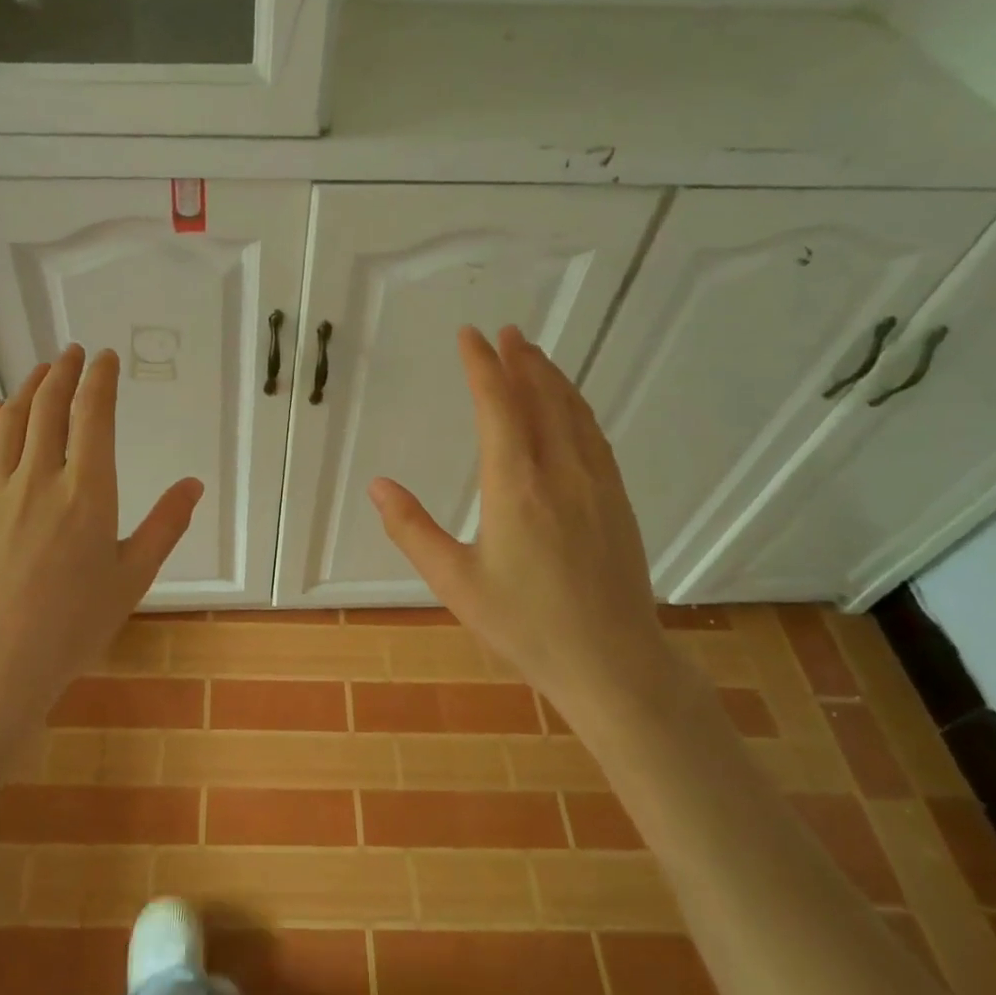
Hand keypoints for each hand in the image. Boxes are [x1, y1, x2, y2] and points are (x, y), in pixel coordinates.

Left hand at [0, 345, 202, 799]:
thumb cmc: (75, 624)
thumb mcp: (133, 577)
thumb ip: (165, 525)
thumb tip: (193, 483)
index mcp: (88, 493)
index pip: (93, 415)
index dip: (100, 379)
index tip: (105, 358)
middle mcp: (39, 478)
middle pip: (48, 406)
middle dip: (63, 372)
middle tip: (73, 353)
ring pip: (9, 421)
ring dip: (27, 389)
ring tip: (40, 373)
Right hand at [368, 325, 671, 713]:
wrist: (613, 662)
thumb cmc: (526, 625)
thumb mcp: (454, 583)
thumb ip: (412, 530)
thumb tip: (378, 486)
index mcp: (516, 488)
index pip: (499, 407)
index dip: (482, 367)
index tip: (469, 335)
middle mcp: (561, 473)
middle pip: (541, 398)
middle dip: (519, 360)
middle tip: (503, 332)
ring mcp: (597, 484)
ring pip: (573, 412)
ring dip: (550, 377)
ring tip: (532, 353)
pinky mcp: (617, 500)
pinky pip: (594, 435)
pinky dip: (576, 406)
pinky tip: (570, 407)